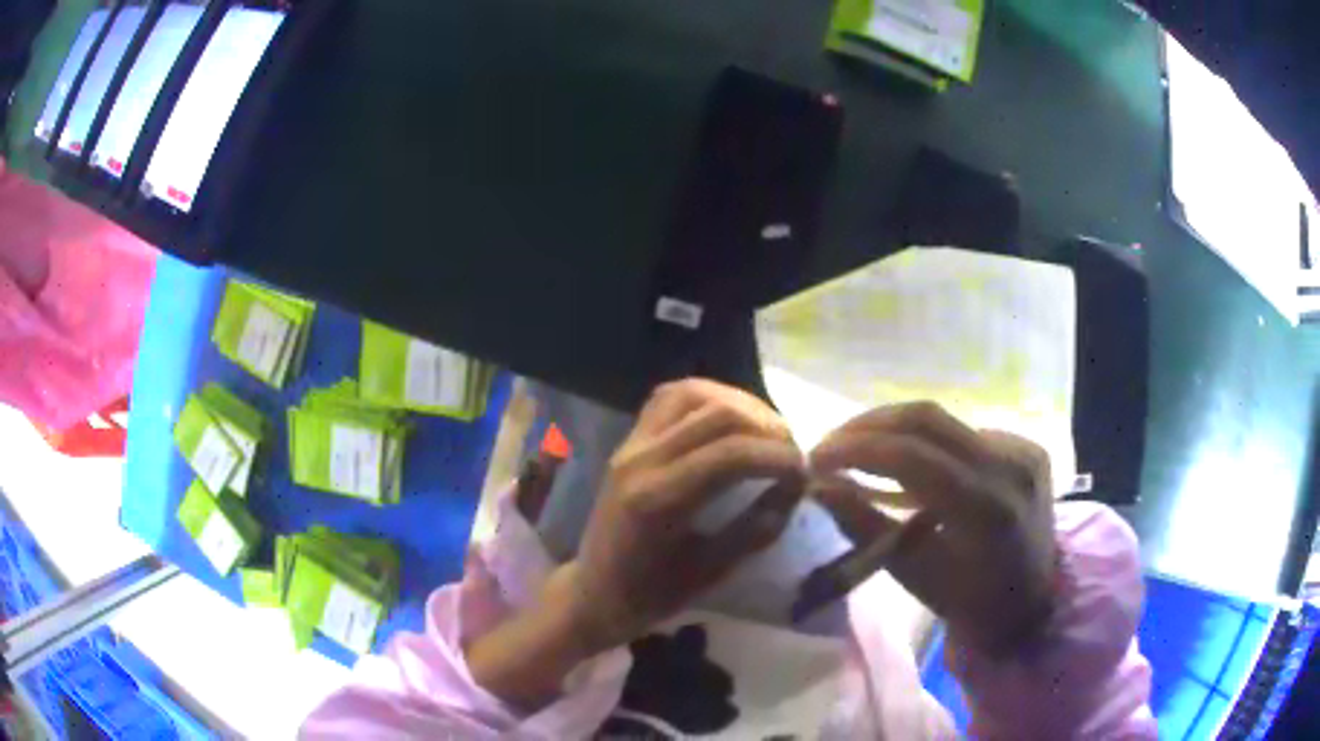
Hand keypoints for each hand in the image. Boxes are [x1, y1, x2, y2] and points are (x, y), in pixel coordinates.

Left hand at [563, 379, 807, 653]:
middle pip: (716, 414)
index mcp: (657, 499)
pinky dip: (708, 397)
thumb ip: (756, 529)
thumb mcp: (711, 573)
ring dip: (740, 404)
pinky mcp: (629, 440)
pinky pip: (669, 398)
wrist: (595, 592)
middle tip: (792, 453)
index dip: (778, 456)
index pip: (731, 454)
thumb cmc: (651, 595)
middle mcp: (640, 459)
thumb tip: (796, 489)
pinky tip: (731, 418)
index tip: (804, 474)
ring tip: (768, 431)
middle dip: (767, 427)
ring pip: (692, 394)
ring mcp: (631, 444)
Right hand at [810, 402, 1055, 658]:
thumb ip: (865, 526)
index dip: (855, 447)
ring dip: (893, 429)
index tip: (814, 457)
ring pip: (945, 420)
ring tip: (856, 447)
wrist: (1032, 604)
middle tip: (828, 444)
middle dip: (867, 425)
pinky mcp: (1026, 446)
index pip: (911, 455)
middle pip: (927, 418)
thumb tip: (819, 486)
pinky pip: (964, 431)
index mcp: (985, 508)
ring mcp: (1023, 450)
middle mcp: (1010, 465)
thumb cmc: (968, 602)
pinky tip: (908, 462)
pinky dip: (927, 441)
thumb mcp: (912, 574)